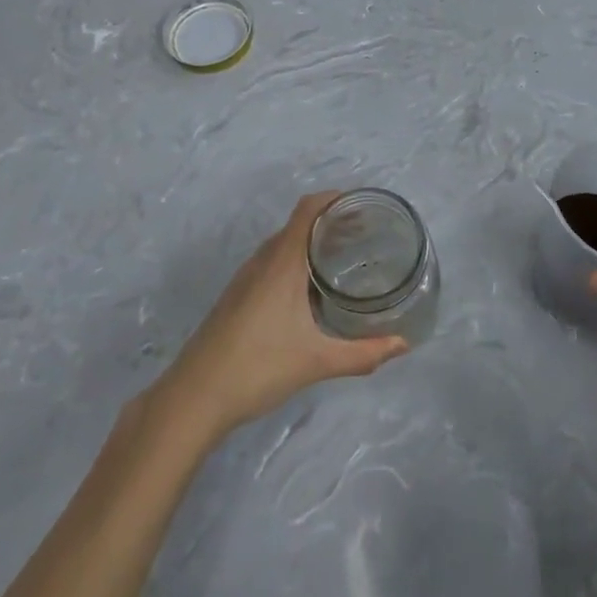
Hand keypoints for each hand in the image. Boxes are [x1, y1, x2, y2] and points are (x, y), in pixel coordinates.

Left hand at [155, 192, 408, 443]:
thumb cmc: (258, 368)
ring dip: (311, 242)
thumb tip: (403, 344)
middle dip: (330, 222)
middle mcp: (262, 262)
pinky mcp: (236, 297)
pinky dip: (295, 261)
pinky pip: (271, 263)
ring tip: (343, 258)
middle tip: (365, 234)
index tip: (363, 205)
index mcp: (281, 263)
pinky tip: (309, 291)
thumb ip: (363, 354)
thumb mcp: (317, 362)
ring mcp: (244, 279)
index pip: (307, 209)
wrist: (193, 398)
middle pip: (298, 224)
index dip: (334, 199)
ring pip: (282, 245)